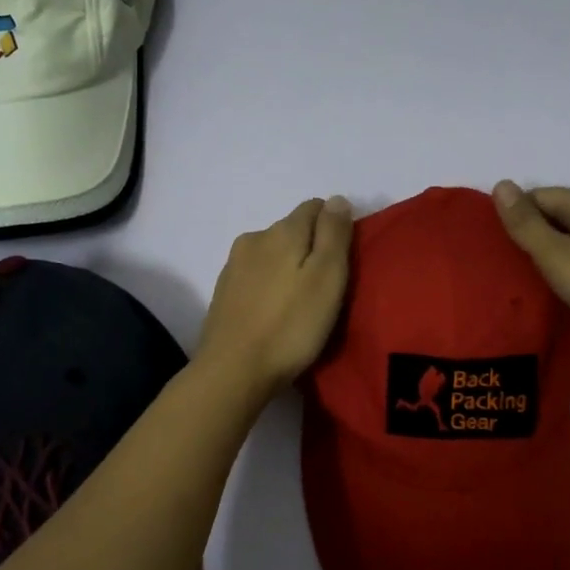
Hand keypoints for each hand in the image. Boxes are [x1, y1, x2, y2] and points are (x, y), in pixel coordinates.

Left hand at [197, 197, 353, 395]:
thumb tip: (337, 199)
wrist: (233, 370)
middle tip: (328, 287)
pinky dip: (270, 285)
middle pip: (291, 230)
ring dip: (289, 268)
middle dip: (311, 247)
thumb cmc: (290, 326)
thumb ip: (334, 234)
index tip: (345, 260)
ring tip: (302, 303)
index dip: (334, 226)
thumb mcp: (327, 277)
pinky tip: (277, 312)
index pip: (314, 207)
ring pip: (272, 253)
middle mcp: (254, 238)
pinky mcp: (223, 293)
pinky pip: (256, 276)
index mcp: (281, 231)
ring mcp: (234, 266)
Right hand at [492, 181, 569, 364]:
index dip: (514, 216)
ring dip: (554, 251)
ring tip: (534, 278)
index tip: (496, 246)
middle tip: (510, 265)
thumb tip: (500, 184)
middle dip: (533, 233)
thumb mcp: (557, 255)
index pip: (538, 195)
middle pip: (558, 213)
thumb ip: (526, 224)